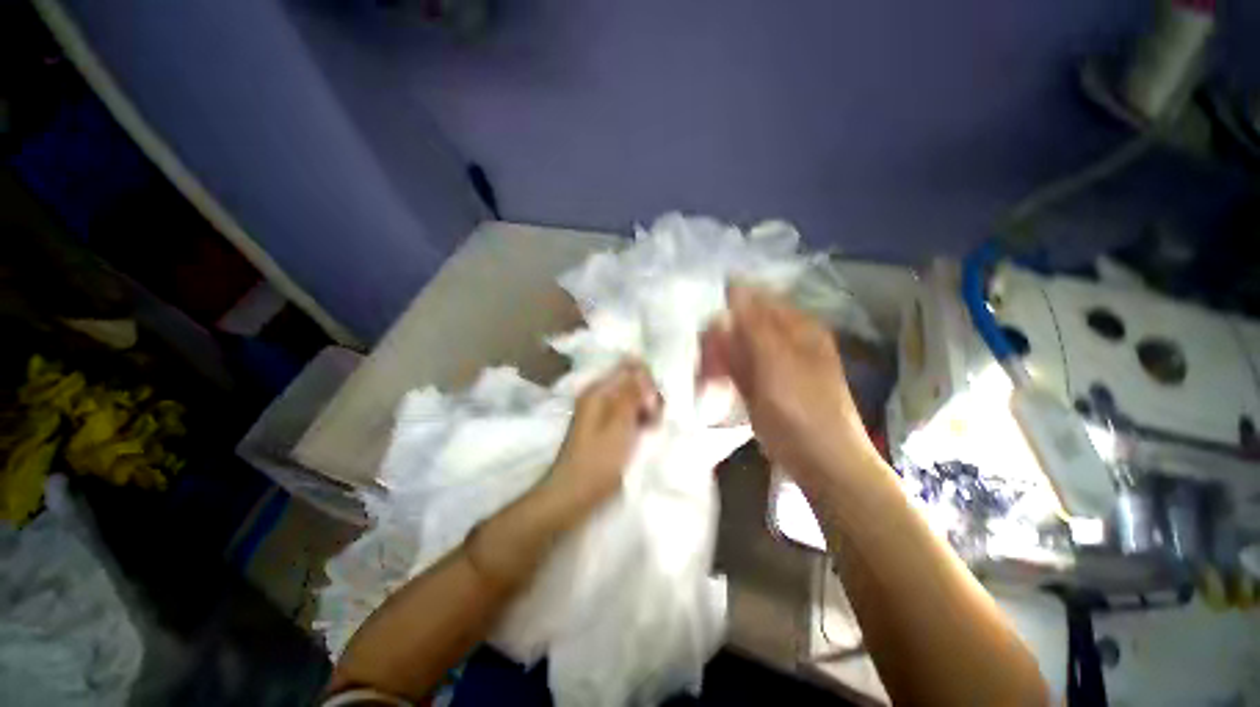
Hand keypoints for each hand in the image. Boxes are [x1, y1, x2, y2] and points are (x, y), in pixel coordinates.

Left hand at [546, 361, 661, 509]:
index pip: (629, 368)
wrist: (575, 495)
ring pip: (633, 399)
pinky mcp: (607, 427)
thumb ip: (632, 393)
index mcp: (599, 391)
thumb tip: (640, 365)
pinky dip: (639, 421)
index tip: (653, 401)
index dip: (646, 379)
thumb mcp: (620, 424)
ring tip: (650, 430)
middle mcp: (600, 396)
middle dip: (648, 396)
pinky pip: (629, 414)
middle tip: (653, 419)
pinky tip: (645, 435)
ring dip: (646, 410)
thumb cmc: (598, 459)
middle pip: (632, 383)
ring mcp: (603, 412)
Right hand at [700, 284, 877, 484]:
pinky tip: (712, 382)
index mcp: (796, 327)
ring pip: (736, 346)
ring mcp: (772, 364)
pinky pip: (736, 368)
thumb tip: (736, 285)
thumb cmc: (803, 409)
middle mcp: (784, 340)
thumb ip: (754, 324)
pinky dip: (723, 371)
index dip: (728, 309)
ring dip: (718, 356)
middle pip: (742, 324)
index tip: (707, 328)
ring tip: (706, 375)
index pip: (755, 301)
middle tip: (705, 360)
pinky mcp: (761, 385)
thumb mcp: (778, 362)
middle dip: (720, 337)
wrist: (821, 461)